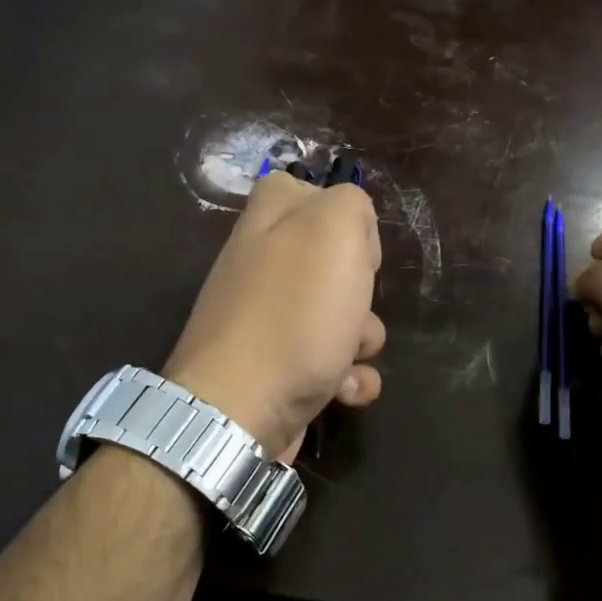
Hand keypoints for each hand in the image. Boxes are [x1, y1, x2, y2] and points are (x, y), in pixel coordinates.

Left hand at [164, 171, 384, 459]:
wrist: (240, 411)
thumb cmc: (294, 315)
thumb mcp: (333, 231)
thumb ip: (349, 205)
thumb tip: (353, 229)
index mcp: (265, 223)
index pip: (299, 189)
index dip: (338, 212)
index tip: (353, 243)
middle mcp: (261, 268)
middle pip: (330, 262)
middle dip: (361, 288)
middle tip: (355, 301)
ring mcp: (266, 323)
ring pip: (338, 316)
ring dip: (360, 338)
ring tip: (348, 356)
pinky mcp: (276, 372)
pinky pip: (329, 365)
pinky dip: (346, 378)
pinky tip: (344, 390)